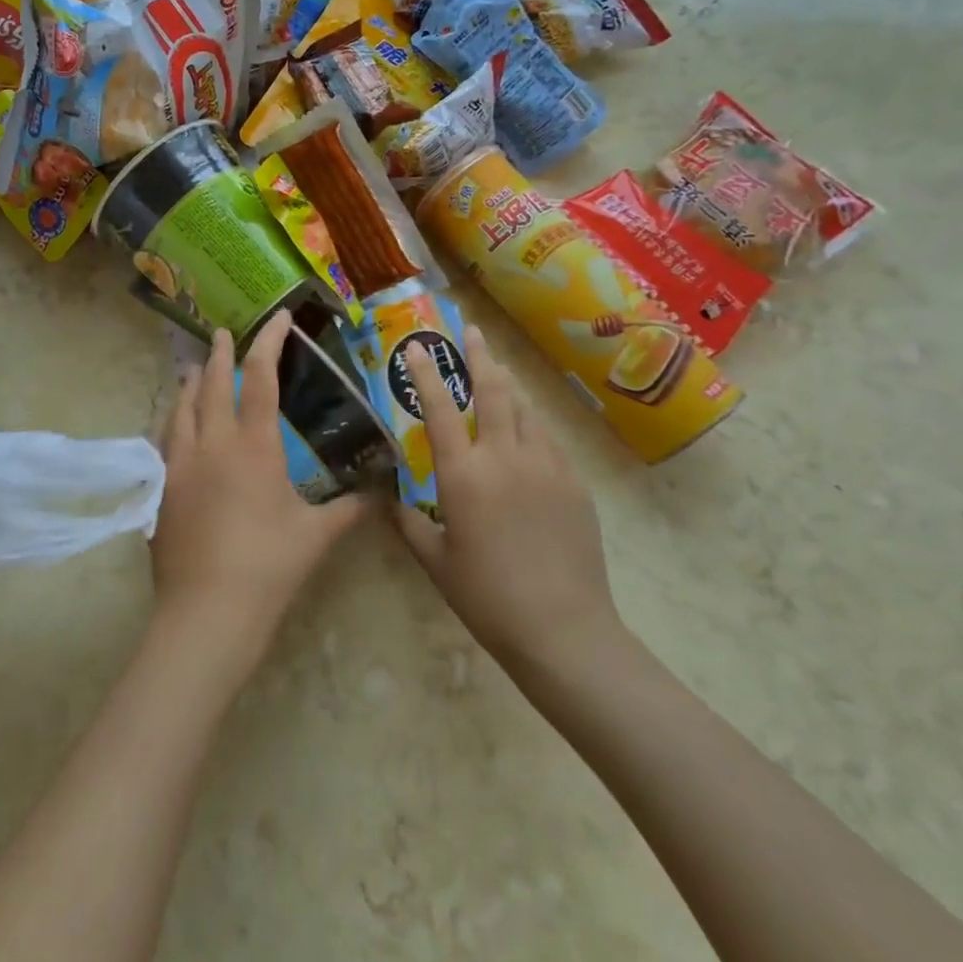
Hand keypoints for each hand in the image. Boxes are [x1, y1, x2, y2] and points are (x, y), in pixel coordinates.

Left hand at [152, 310, 371, 664]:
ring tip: (194, 369)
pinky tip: (173, 424)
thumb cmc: (268, 567)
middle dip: (221, 353)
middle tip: (222, 333)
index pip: (260, 376)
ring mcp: (180, 463)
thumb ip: (349, 509)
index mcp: (253, 445)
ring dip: (191, 383)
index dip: (269, 341)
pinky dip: (172, 419)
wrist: (207, 612)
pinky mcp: (162, 487)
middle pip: (213, 383)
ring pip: (181, 407)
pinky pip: (164, 438)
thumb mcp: (316, 536)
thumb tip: (380, 494)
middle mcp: (212, 442)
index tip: (277, 318)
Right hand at [394, 325, 618, 668]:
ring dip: (507, 386)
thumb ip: (408, 524)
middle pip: (493, 391)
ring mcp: (545, 466)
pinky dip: (531, 424)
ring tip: (498, 371)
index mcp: (464, 475)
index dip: (425, 374)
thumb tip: (388, 500)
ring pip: (525, 409)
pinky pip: (548, 439)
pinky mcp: (574, 483)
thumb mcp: (435, 562)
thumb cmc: (488, 597)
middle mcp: (505, 457)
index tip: (415, 347)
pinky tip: (527, 430)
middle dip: (479, 356)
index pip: (439, 409)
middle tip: (471, 331)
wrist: (563, 630)